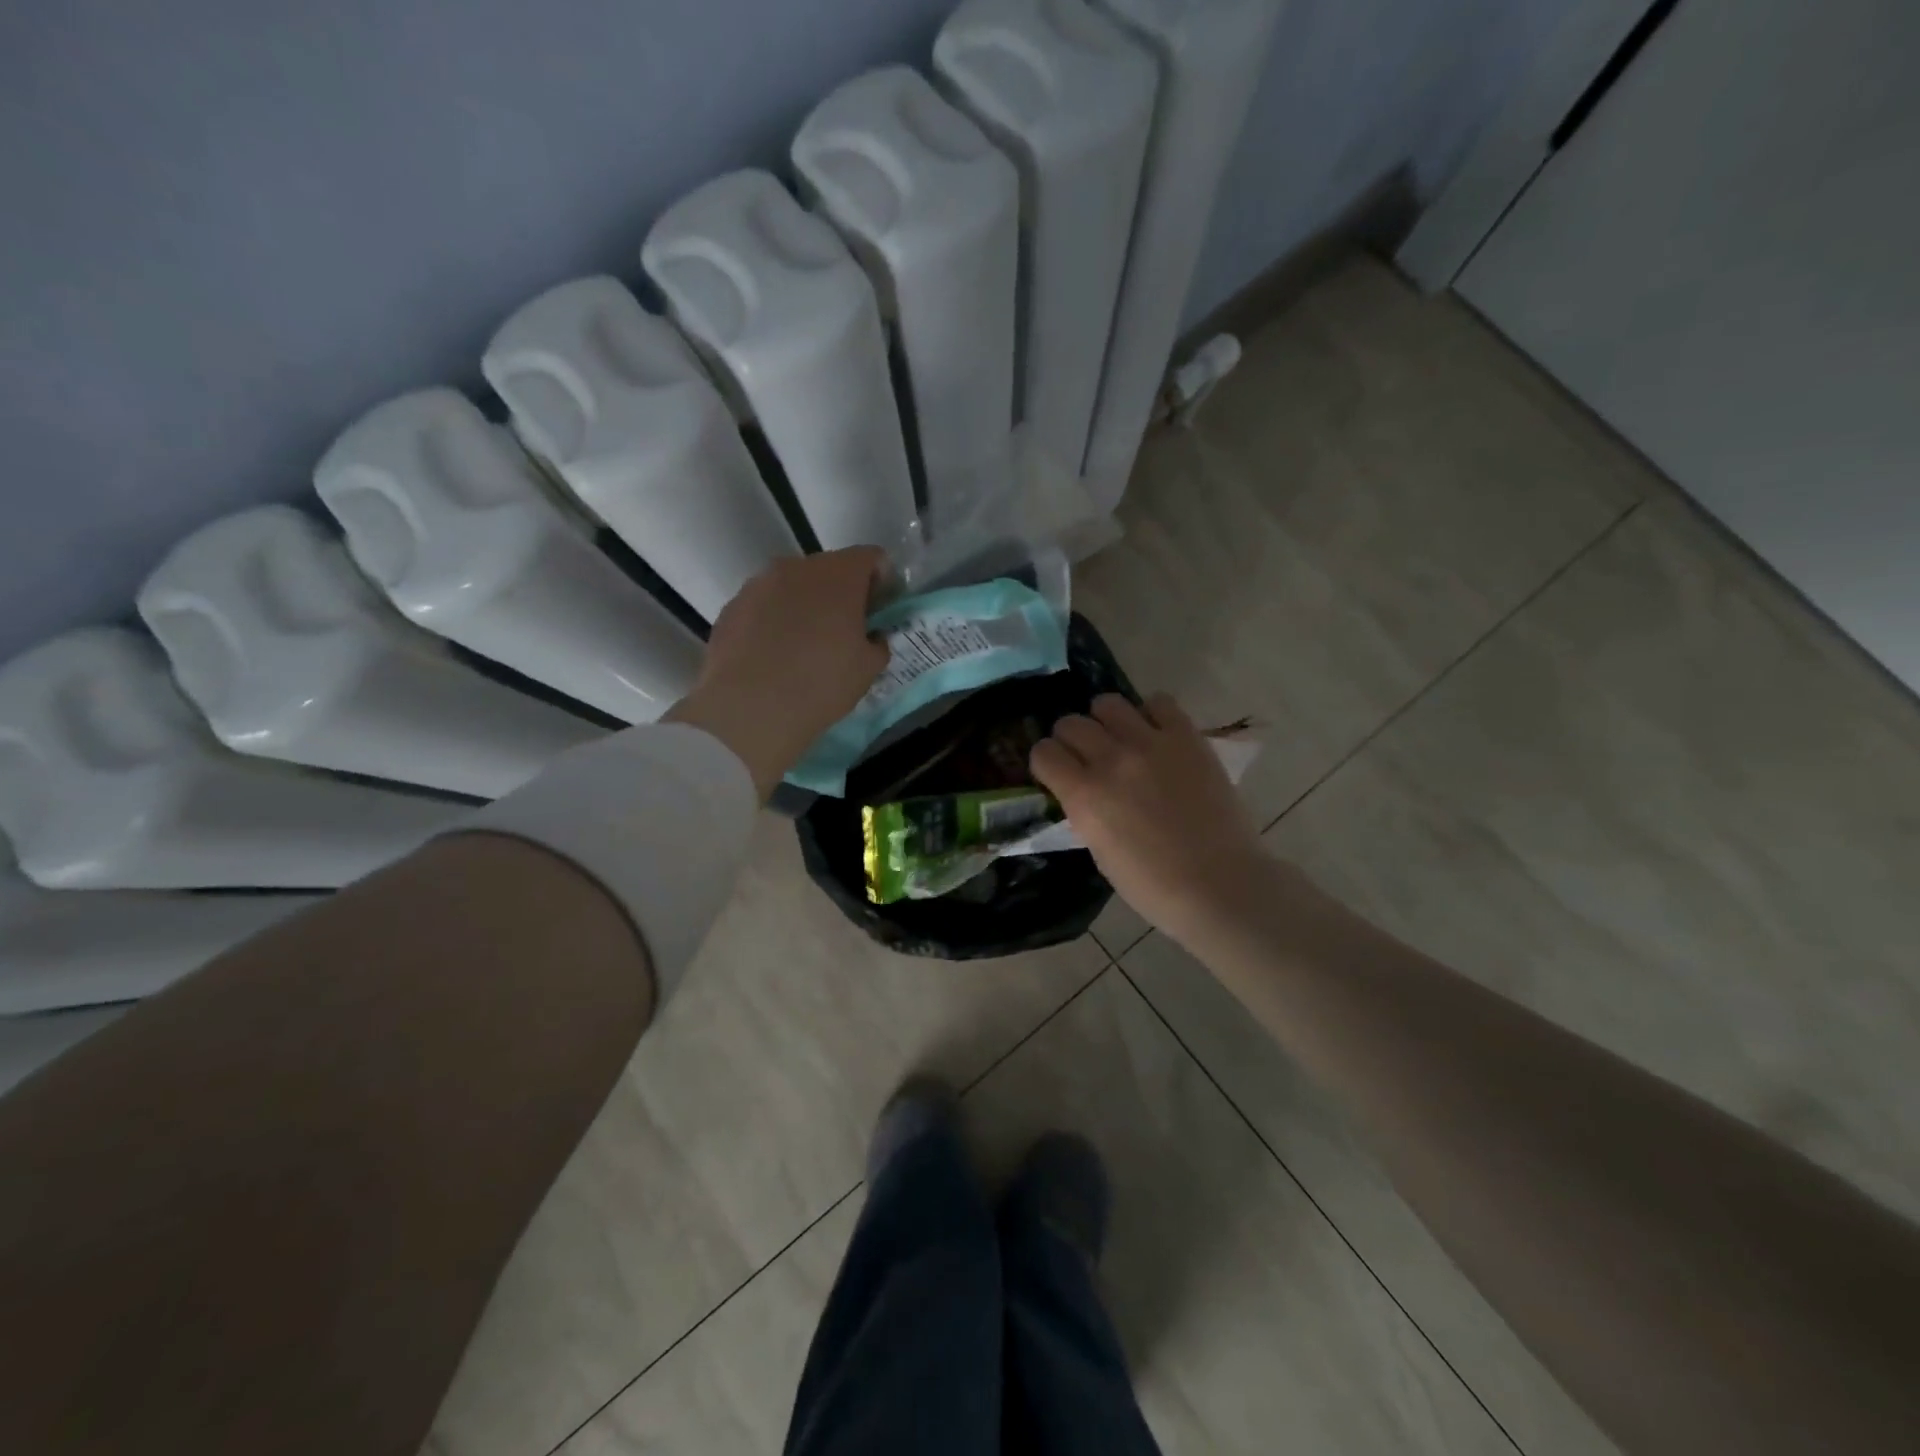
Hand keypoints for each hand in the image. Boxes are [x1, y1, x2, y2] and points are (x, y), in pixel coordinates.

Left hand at [666, 548, 889, 798]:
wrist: (750, 709)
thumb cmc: (821, 683)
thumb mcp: (868, 668)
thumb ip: (877, 642)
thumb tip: (870, 637)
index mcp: (838, 575)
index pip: (871, 558)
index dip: (881, 582)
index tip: (880, 611)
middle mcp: (796, 567)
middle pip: (829, 569)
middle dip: (841, 593)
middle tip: (845, 630)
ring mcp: (757, 585)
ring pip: (792, 586)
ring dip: (804, 606)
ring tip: (805, 645)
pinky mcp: (731, 608)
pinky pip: (763, 607)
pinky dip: (774, 622)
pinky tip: (774, 656)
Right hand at [1031, 693, 1272, 947]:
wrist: (1219, 885)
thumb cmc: (1152, 885)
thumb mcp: (1098, 850)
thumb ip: (1084, 810)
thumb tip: (1083, 790)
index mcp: (1083, 795)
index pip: (1043, 752)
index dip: (1047, 762)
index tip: (1057, 773)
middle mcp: (1111, 760)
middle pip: (1070, 723)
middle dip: (1072, 739)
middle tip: (1088, 757)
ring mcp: (1150, 743)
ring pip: (1108, 703)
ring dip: (1107, 721)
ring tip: (1121, 739)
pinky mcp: (1187, 737)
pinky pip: (1159, 702)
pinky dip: (1152, 714)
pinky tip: (1157, 736)